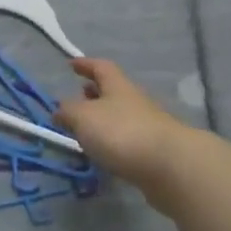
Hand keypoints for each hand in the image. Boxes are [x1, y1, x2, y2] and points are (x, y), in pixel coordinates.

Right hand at [55, 58, 191, 190]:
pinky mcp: (154, 150)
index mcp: (117, 86)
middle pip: (113, 91)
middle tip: (78, 98)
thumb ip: (68, 112)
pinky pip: (128, 138)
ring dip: (103, 118)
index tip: (72, 64)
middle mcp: (134, 101)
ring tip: (86, 130)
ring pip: (120, 115)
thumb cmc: (122, 132)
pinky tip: (105, 152)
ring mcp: (147, 126)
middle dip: (94, 93)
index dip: (85, 64)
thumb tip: (60, 110)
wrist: (170, 166)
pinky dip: (113, 140)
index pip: (101, 67)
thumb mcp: (83, 117)